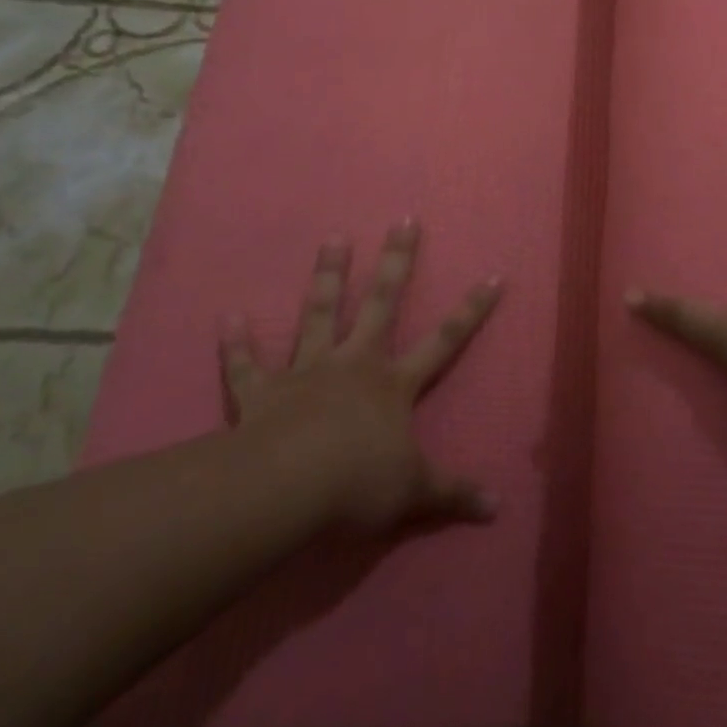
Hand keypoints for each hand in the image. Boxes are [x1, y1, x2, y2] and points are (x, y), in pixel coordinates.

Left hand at [220, 220, 501, 533]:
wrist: (289, 488)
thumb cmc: (358, 483)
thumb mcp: (415, 493)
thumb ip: (453, 493)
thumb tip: (498, 506)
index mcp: (394, 384)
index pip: (444, 341)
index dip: (471, 311)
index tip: (493, 276)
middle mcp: (355, 364)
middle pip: (381, 303)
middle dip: (396, 261)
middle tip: (404, 220)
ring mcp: (308, 372)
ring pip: (320, 313)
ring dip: (328, 276)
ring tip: (334, 237)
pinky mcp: (263, 392)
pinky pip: (247, 365)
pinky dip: (237, 343)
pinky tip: (228, 315)